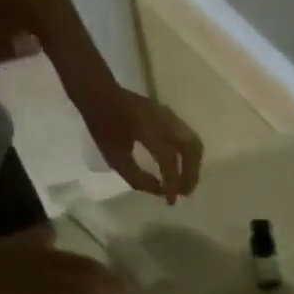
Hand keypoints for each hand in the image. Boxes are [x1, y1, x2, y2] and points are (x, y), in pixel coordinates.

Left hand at [77, 87, 203, 202]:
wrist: (99, 91)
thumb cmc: (103, 125)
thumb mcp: (115, 157)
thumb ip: (138, 178)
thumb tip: (160, 191)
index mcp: (148, 131)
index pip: (169, 162)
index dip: (172, 185)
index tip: (170, 202)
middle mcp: (164, 122)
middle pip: (191, 151)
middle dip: (191, 176)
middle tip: (184, 193)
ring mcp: (169, 117)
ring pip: (194, 144)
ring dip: (193, 166)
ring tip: (185, 181)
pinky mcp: (170, 116)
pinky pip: (188, 138)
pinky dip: (188, 156)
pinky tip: (180, 166)